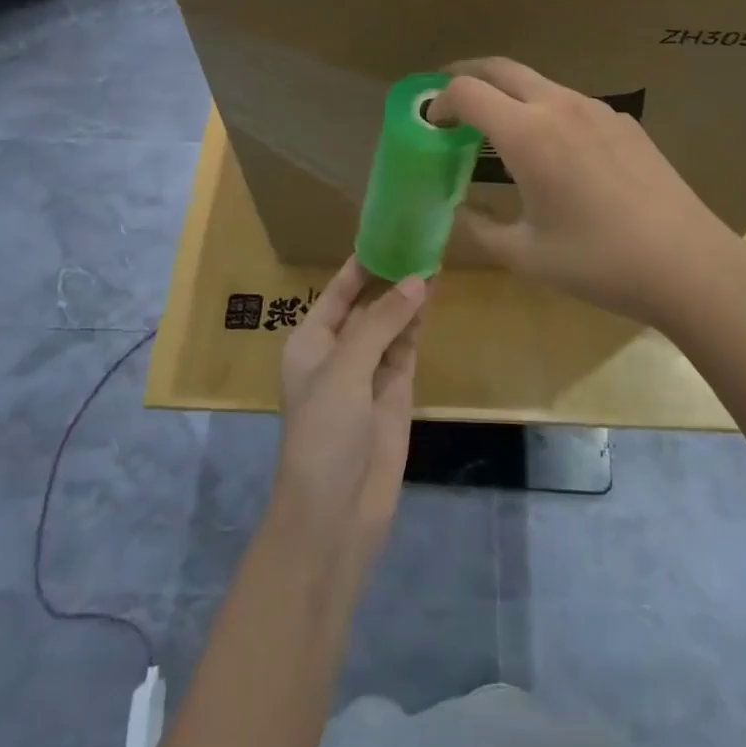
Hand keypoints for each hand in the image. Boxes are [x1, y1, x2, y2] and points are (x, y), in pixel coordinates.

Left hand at [274, 258, 427, 556]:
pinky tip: (433, 297)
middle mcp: (339, 351)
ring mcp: (369, 372)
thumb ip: (381, 323)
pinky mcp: (394, 392)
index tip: (388, 232)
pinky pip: (406, 347)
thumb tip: (418, 279)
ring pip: (391, 323)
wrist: (335, 515)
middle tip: (421, 239)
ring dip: (408, 296)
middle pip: (367, 304)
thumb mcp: (346, 370)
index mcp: (311, 341)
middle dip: (390, 276)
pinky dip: (418, 323)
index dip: (361, 264)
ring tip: (434, 257)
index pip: (337, 291)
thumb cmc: (324, 433)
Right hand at [432, 57, 745, 328]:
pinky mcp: (624, 122)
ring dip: (509, 94)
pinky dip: (546, 111)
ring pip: (538, 82)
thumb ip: (479, 228)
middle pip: (500, 67)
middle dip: (468, 76)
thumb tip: (458, 211)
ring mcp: (597, 109)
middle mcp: (559, 105)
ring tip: (501, 130)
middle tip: (452, 102)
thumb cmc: (598, 261)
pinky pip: (572, 103)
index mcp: (527, 133)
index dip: (439, 100)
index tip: (432, 123)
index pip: (466, 90)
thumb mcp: (525, 255)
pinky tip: (557, 153)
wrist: (687, 262)